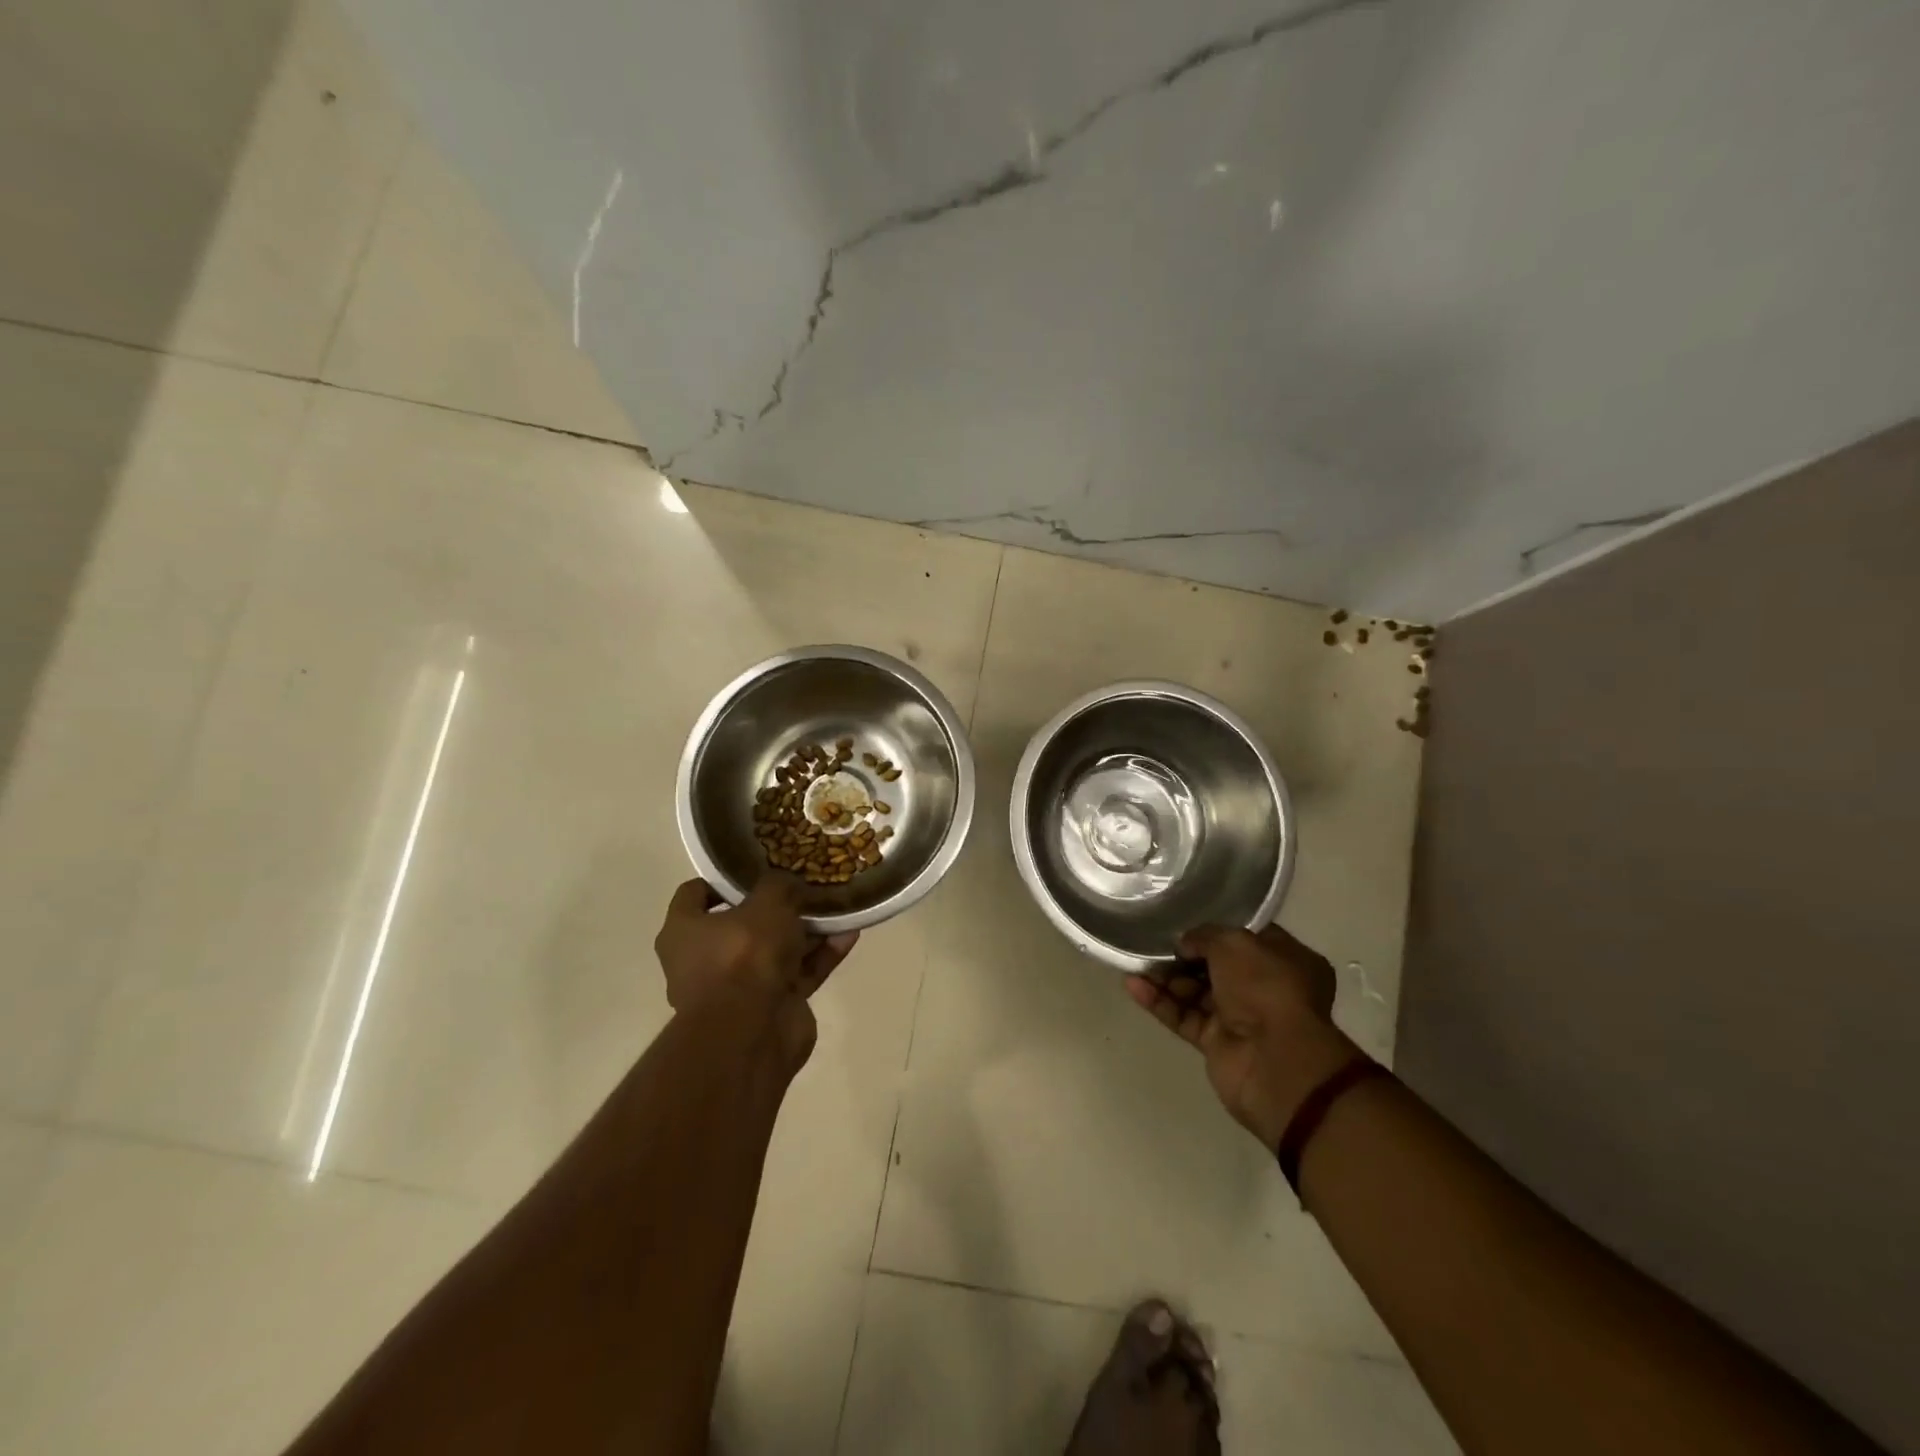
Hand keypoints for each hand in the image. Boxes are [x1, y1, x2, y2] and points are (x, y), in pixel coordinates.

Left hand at [653, 874, 857, 1070]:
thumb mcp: (765, 903)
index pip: (694, 894)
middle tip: (804, 886)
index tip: (754, 867)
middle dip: (775, 907)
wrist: (752, 1032)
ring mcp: (740, 987)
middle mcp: (705, 960)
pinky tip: (848, 934)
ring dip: (806, 931)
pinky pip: (799, 973)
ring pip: (776, 950)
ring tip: (836, 906)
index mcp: (684, 932)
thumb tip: (787, 883)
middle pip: (742, 924)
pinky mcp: (772, 1006)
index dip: (722, 879)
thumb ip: (778, 886)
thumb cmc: (744, 955)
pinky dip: (821, 955)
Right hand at [1125, 923, 1362, 1148]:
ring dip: (1165, 977)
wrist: (1276, 1062)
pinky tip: (1132, 985)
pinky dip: (1159, 1002)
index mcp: (1285, 959)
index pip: (1246, 936)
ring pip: (1195, 991)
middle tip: (1153, 941)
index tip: (1186, 919)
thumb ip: (1204, 936)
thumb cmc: (1265, 989)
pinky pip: (1183, 1016)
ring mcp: (1239, 1016)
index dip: (1216, 927)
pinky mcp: (1216, 1042)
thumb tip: (1185, 944)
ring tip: (1135, 961)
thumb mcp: (1234, 943)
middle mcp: (1264, 987)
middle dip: (1184, 954)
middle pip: (1216, 965)